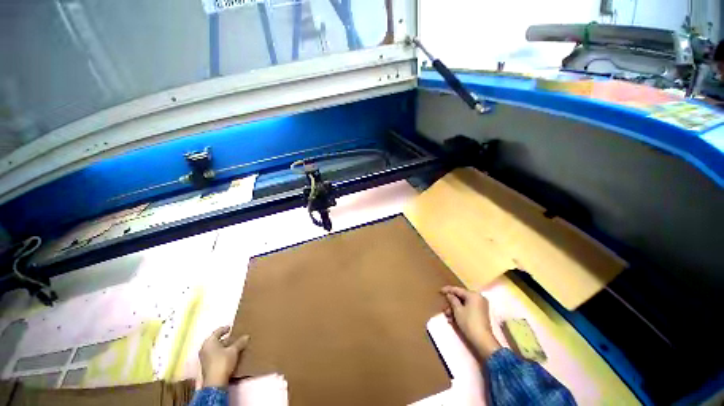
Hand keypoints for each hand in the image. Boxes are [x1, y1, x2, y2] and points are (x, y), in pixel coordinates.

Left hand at [198, 326, 249, 387]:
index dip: (225, 329)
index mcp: (209, 342)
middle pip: (216, 340)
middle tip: (234, 336)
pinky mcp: (207, 365)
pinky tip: (229, 354)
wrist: (215, 382)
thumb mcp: (234, 351)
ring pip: (215, 348)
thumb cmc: (223, 362)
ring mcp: (204, 358)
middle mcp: (205, 348)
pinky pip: (215, 354)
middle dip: (225, 338)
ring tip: (234, 345)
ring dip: (224, 346)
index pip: (217, 332)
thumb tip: (246, 336)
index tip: (231, 327)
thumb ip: (240, 342)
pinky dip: (222, 352)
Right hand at [441, 286, 500, 359]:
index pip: (458, 290)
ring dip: (454, 309)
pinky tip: (453, 319)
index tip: (440, 291)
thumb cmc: (469, 322)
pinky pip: (468, 309)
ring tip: (447, 316)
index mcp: (473, 295)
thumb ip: (452, 299)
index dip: (448, 290)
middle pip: (461, 297)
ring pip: (464, 304)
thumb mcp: (457, 310)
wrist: (482, 340)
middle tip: (444, 307)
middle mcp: (478, 298)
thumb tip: (449, 294)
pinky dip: (460, 313)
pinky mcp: (481, 314)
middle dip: (451, 303)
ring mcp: (480, 306)